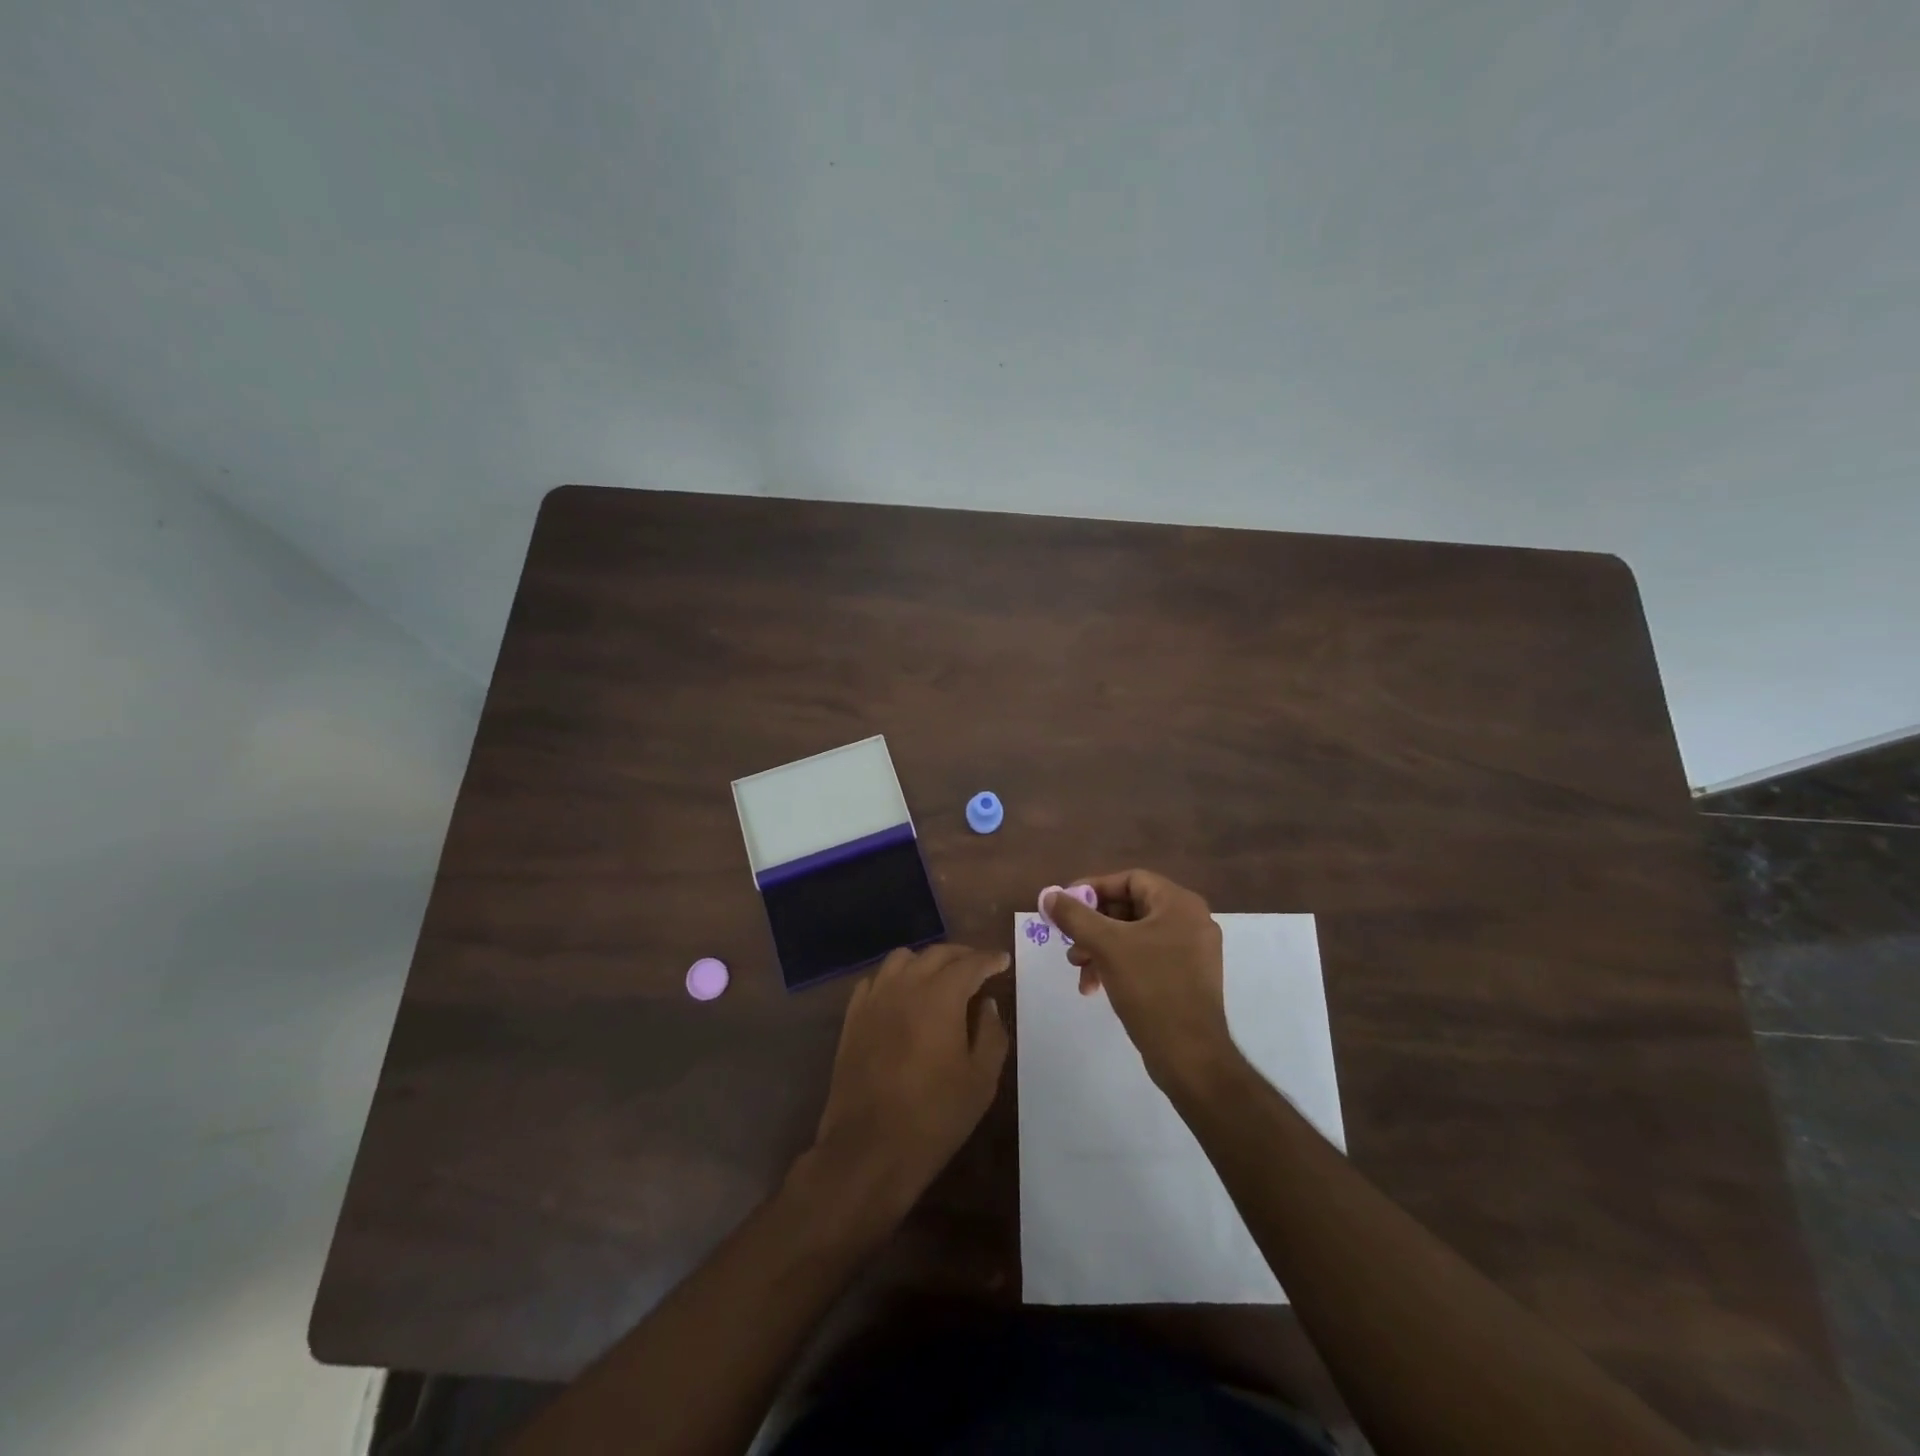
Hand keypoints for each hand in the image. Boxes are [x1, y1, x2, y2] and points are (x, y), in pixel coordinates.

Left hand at [809, 943, 1009, 1217]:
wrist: (868, 1149)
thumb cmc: (934, 1116)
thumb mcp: (981, 1080)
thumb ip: (991, 1033)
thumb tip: (987, 1003)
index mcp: (941, 996)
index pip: (970, 964)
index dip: (989, 959)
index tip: (1002, 960)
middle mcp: (906, 986)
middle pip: (936, 953)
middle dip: (962, 955)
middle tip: (978, 966)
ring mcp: (875, 999)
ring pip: (902, 959)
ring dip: (926, 961)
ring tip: (940, 976)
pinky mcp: (853, 1017)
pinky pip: (876, 980)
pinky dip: (895, 977)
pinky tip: (902, 994)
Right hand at [1043, 870, 1234, 1088]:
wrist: (1190, 1055)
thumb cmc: (1150, 988)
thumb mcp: (1106, 946)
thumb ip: (1075, 916)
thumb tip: (1049, 895)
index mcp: (1179, 904)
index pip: (1129, 880)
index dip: (1093, 889)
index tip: (1066, 906)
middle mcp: (1191, 920)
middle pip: (1130, 908)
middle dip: (1094, 926)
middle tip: (1070, 944)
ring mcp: (1192, 951)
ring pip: (1135, 936)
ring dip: (1101, 949)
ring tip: (1080, 971)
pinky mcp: (1187, 978)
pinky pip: (1147, 958)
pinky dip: (1119, 965)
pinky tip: (1097, 986)